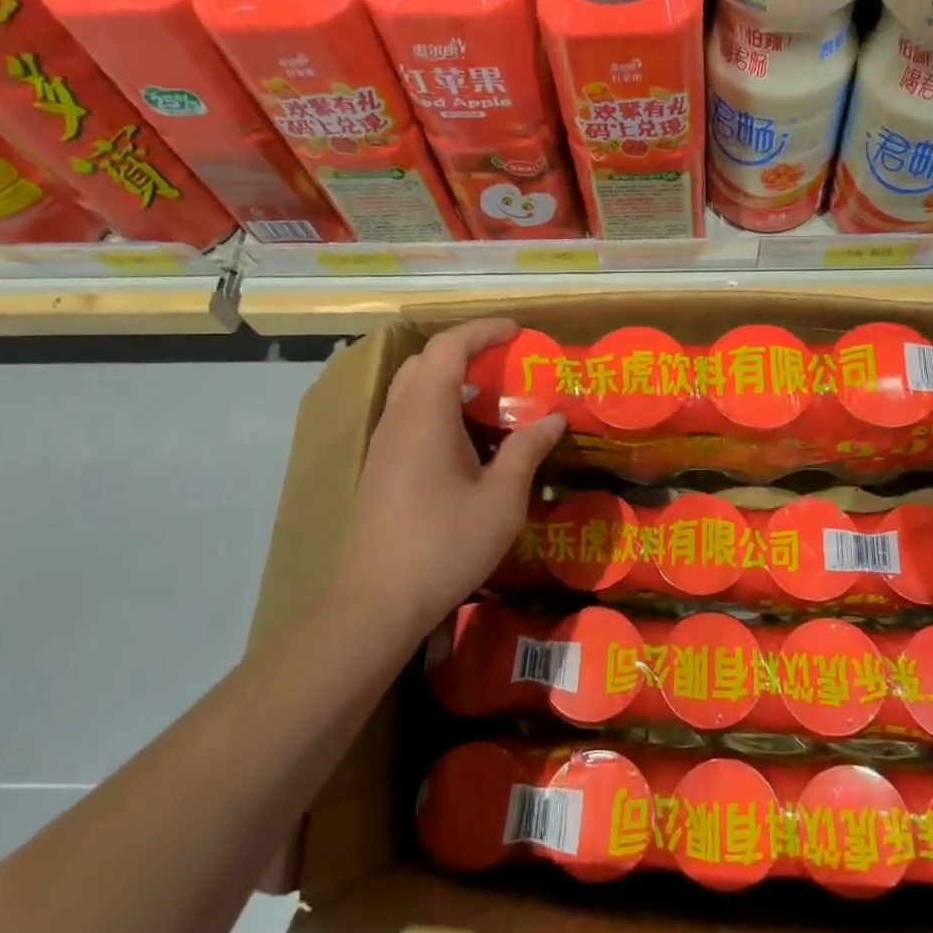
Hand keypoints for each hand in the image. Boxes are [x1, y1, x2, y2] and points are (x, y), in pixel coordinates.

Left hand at [339, 317, 564, 636]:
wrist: (377, 601)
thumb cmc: (445, 543)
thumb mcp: (502, 498)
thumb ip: (528, 449)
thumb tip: (554, 417)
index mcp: (425, 414)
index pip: (448, 348)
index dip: (483, 331)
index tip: (517, 332)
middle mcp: (398, 419)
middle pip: (424, 361)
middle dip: (465, 350)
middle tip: (504, 361)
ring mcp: (383, 444)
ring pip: (411, 389)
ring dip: (449, 379)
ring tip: (489, 397)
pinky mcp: (379, 468)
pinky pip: (408, 415)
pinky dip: (438, 406)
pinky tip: (464, 438)